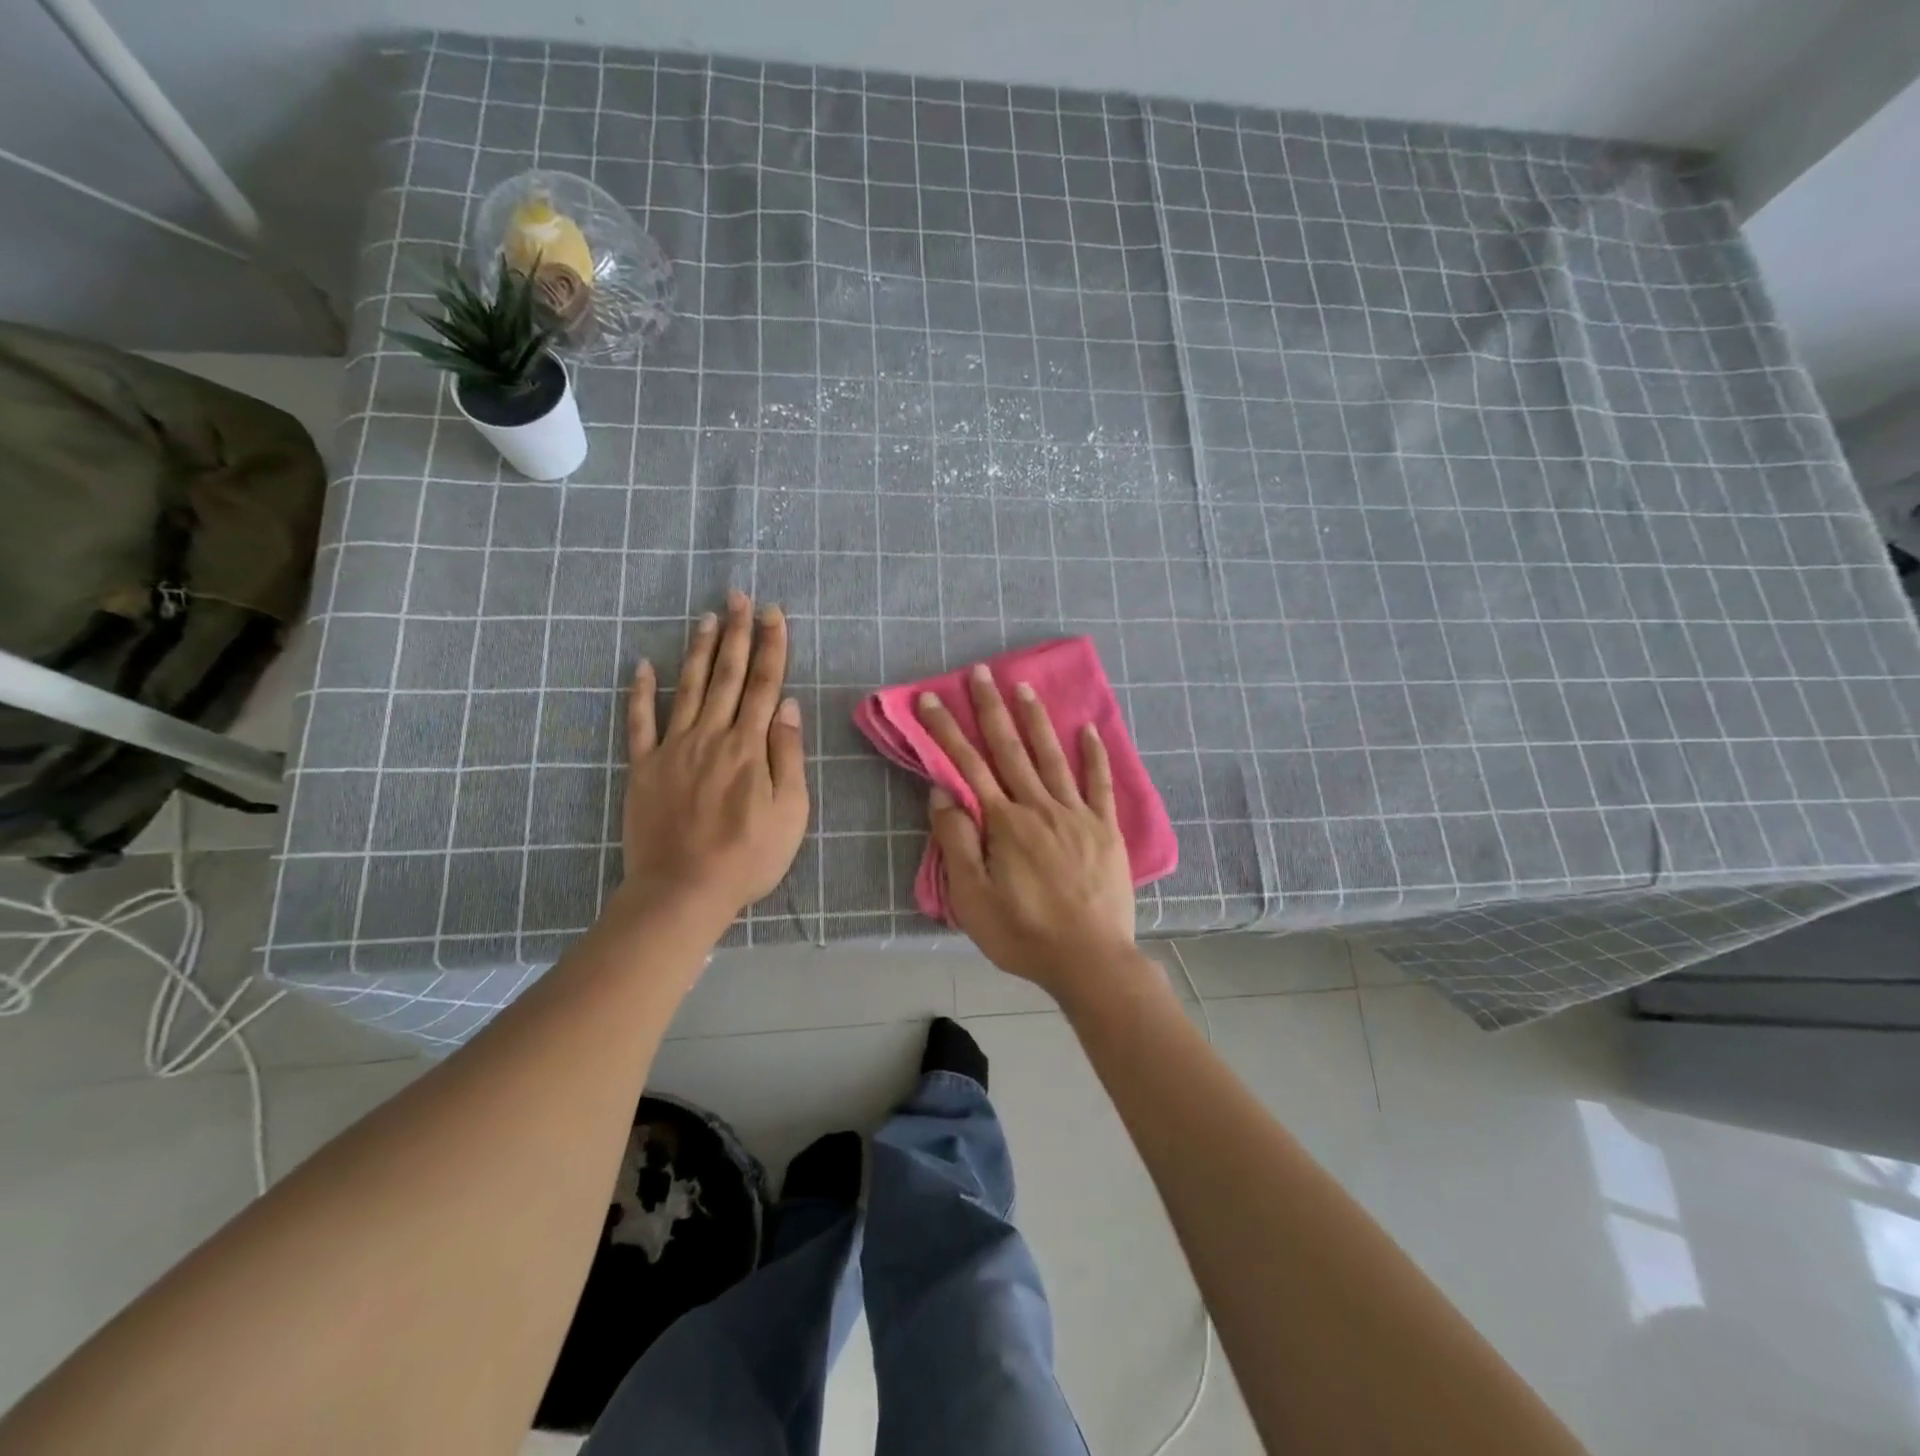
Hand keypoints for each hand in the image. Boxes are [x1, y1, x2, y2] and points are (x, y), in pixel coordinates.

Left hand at [621, 591, 808, 920]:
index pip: (764, 685)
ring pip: (689, 688)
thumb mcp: (790, 812)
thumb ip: (788, 756)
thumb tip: (786, 705)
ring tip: (707, 617)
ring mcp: (673, 749)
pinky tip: (643, 665)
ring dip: (699, 650)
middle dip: (736, 633)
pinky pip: (639, 723)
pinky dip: (640, 692)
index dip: (771, 647)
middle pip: (727, 676)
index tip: (773, 614)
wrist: (683, 891)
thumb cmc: (748, 857)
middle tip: (739, 596)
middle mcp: (711, 736)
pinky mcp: (644, 767)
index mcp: (749, 747)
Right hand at [917, 664, 1135, 990]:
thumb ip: (956, 842)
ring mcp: (1076, 814)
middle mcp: (1039, 806)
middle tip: (980, 672)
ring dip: (1036, 719)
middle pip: (1009, 749)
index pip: (968, 766)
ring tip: (1023, 687)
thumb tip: (942, 793)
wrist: (1089, 960)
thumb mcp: (972, 898)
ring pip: (1052, 756)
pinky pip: (1100, 783)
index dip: (945, 731)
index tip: (930, 699)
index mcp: (1004, 823)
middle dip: (991, 709)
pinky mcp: (1105, 828)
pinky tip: (1089, 729)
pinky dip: (1095, 754)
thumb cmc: (1023, 934)